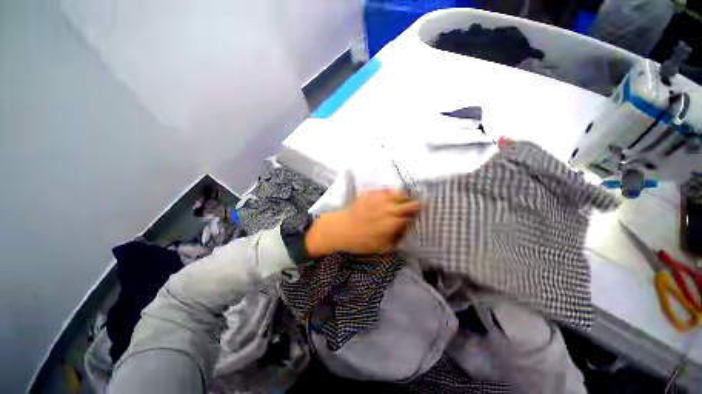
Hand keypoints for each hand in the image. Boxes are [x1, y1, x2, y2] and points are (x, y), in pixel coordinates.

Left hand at [305, 189, 420, 255]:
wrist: (341, 229)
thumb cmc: (361, 241)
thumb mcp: (382, 247)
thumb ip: (397, 239)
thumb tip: (404, 231)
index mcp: (394, 222)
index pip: (413, 216)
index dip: (416, 216)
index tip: (416, 217)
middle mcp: (390, 208)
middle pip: (410, 201)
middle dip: (414, 204)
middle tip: (413, 207)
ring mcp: (381, 198)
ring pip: (399, 192)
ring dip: (403, 196)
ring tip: (401, 200)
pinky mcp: (371, 193)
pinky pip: (385, 190)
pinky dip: (389, 193)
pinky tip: (386, 198)